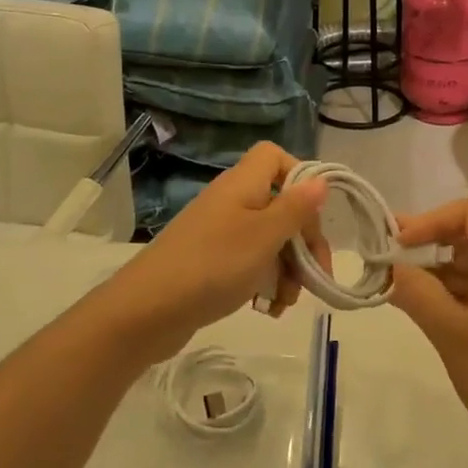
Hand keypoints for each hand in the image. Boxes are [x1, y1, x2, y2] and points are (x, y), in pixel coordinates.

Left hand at [96, 142, 328, 362]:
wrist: (147, 311)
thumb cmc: (214, 264)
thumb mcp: (265, 236)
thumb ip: (296, 208)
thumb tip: (320, 179)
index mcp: (243, 185)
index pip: (274, 156)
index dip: (299, 176)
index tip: (312, 212)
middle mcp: (231, 202)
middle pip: (280, 204)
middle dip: (302, 240)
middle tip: (316, 273)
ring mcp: (219, 233)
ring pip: (268, 239)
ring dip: (288, 268)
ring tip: (289, 300)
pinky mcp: (211, 262)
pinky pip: (249, 263)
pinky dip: (265, 282)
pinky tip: (269, 308)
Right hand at [390, 194, 467, 467]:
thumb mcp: (454, 336)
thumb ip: (419, 295)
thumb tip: (394, 268)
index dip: (433, 219)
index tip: (399, 245)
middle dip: (430, 243)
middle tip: (390, 264)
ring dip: (439, 271)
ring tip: (400, 292)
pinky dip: (455, 293)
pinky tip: (428, 314)